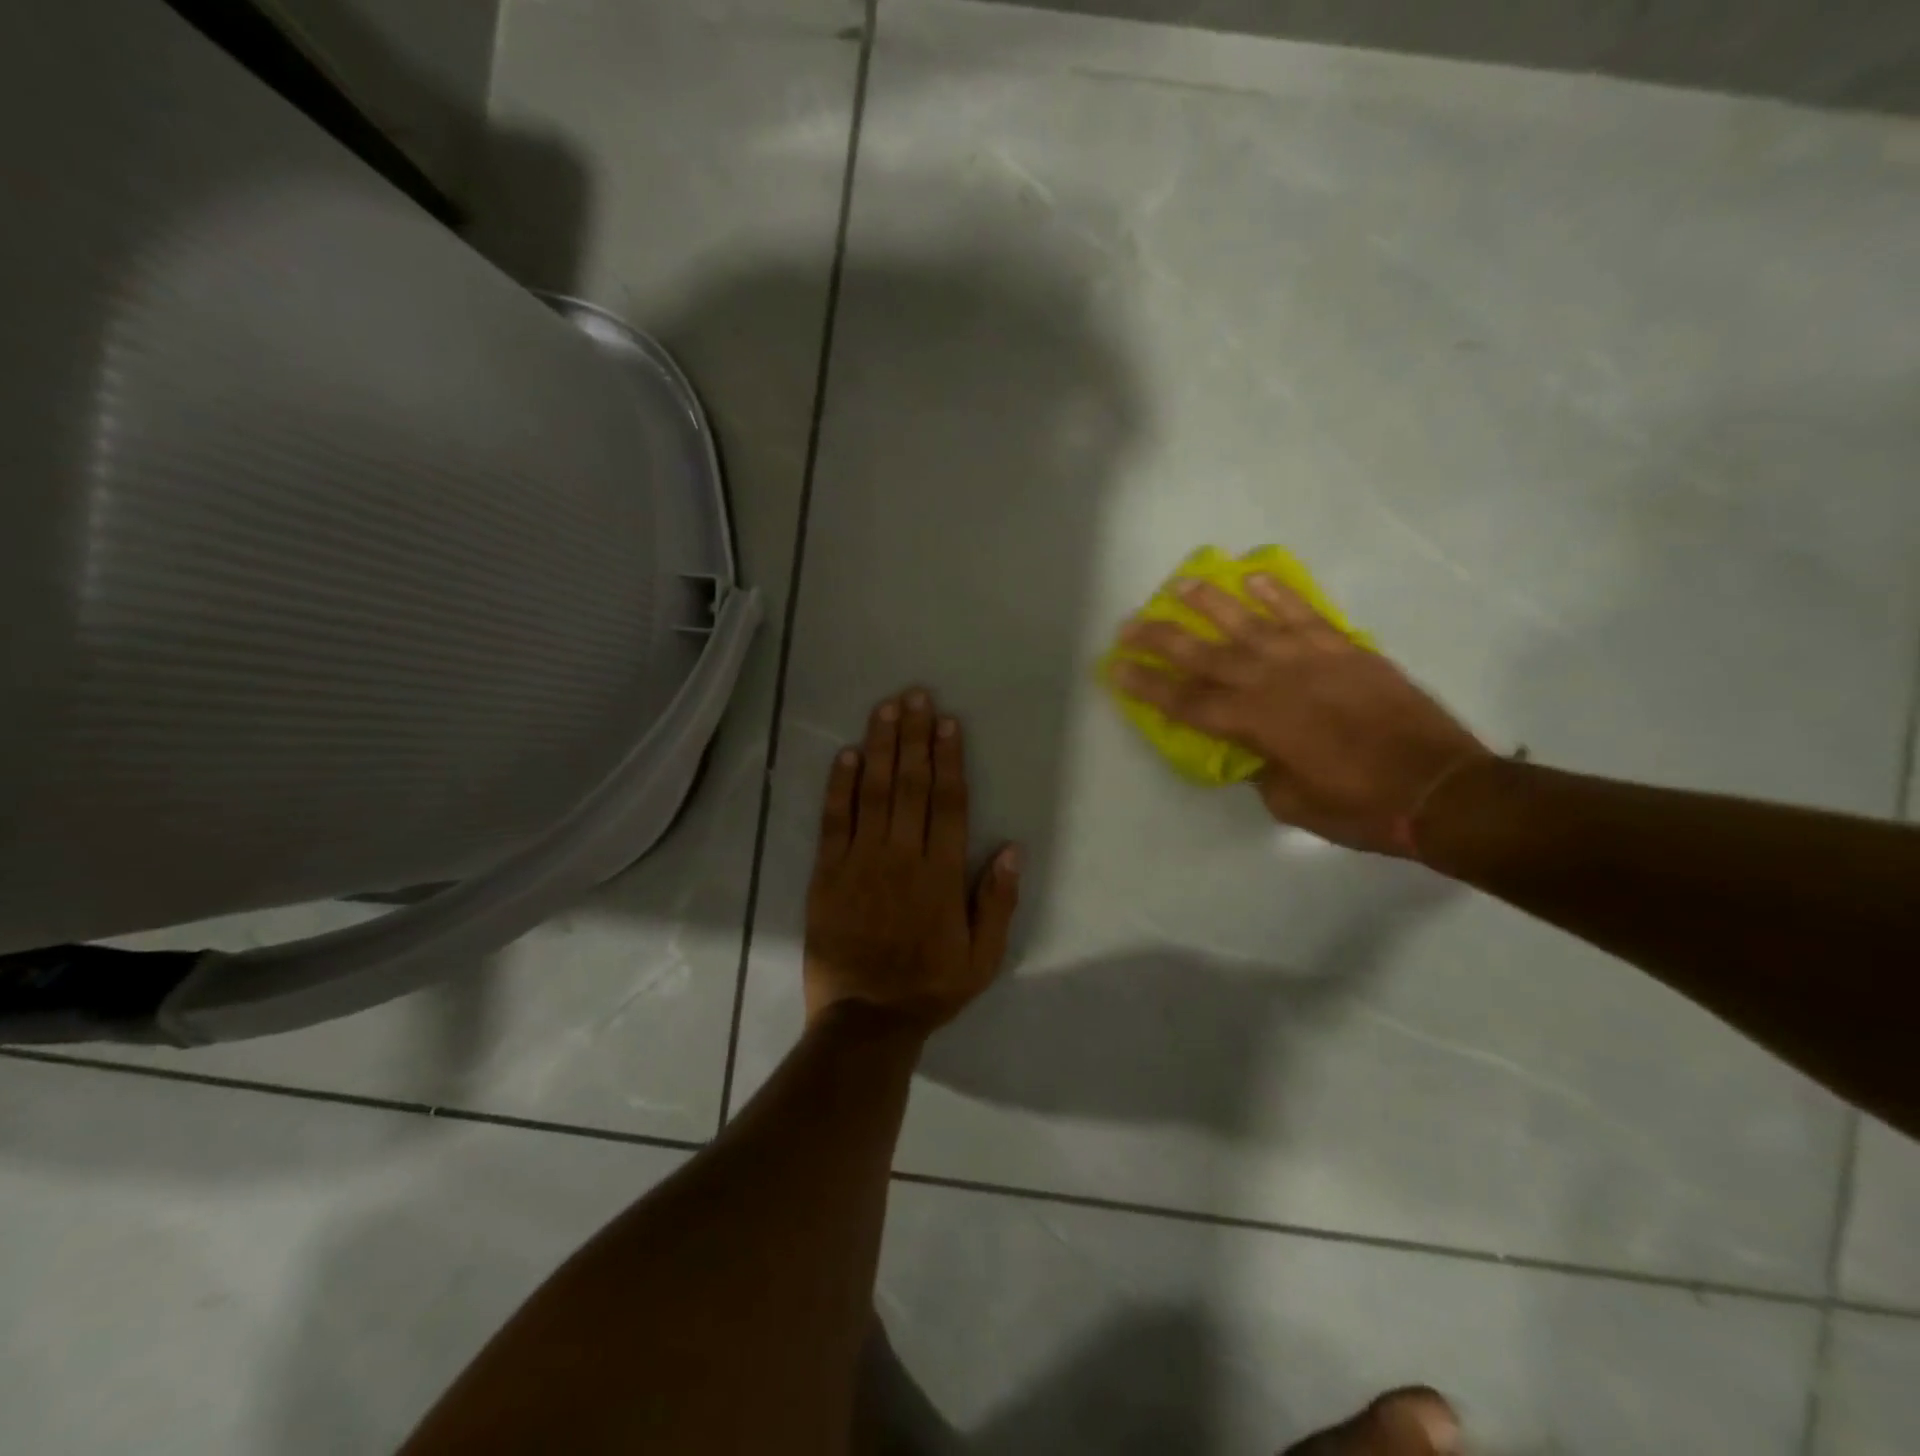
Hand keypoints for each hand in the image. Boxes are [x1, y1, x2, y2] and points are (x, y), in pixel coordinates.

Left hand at [804, 689, 1021, 1032]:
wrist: (865, 1020)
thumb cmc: (929, 987)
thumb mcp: (982, 958)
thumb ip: (997, 902)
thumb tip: (1012, 849)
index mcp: (941, 874)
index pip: (948, 803)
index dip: (948, 759)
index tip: (947, 723)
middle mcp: (902, 857)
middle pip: (910, 785)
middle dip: (914, 736)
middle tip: (915, 695)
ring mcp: (860, 862)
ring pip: (873, 792)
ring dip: (880, 747)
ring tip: (886, 709)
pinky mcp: (827, 873)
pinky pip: (834, 821)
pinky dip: (840, 786)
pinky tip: (845, 754)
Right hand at [1111, 575, 1490, 855]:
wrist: (1441, 787)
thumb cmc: (1360, 806)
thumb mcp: (1292, 802)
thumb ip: (1262, 767)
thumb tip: (1253, 749)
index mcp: (1256, 724)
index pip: (1187, 701)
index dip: (1148, 685)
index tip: (1116, 668)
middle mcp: (1274, 682)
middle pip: (1205, 654)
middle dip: (1161, 639)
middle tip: (1128, 624)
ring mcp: (1311, 659)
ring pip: (1249, 622)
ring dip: (1210, 602)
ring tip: (1180, 583)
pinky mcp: (1345, 650)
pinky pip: (1304, 613)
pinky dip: (1278, 593)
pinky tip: (1253, 577)